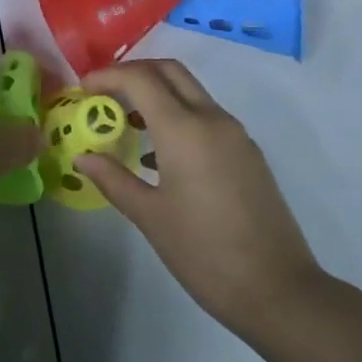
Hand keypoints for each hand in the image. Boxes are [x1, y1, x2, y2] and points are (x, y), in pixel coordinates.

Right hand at [76, 59, 327, 339]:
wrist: (278, 290)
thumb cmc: (204, 253)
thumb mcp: (149, 216)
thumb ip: (113, 178)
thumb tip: (83, 157)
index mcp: (184, 130)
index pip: (140, 79)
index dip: (107, 76)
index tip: (82, 89)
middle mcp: (212, 119)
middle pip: (169, 71)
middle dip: (133, 72)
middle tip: (104, 93)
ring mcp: (235, 135)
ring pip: (190, 91)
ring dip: (156, 93)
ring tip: (124, 122)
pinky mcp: (247, 153)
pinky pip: (205, 116)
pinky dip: (177, 115)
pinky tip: (157, 154)